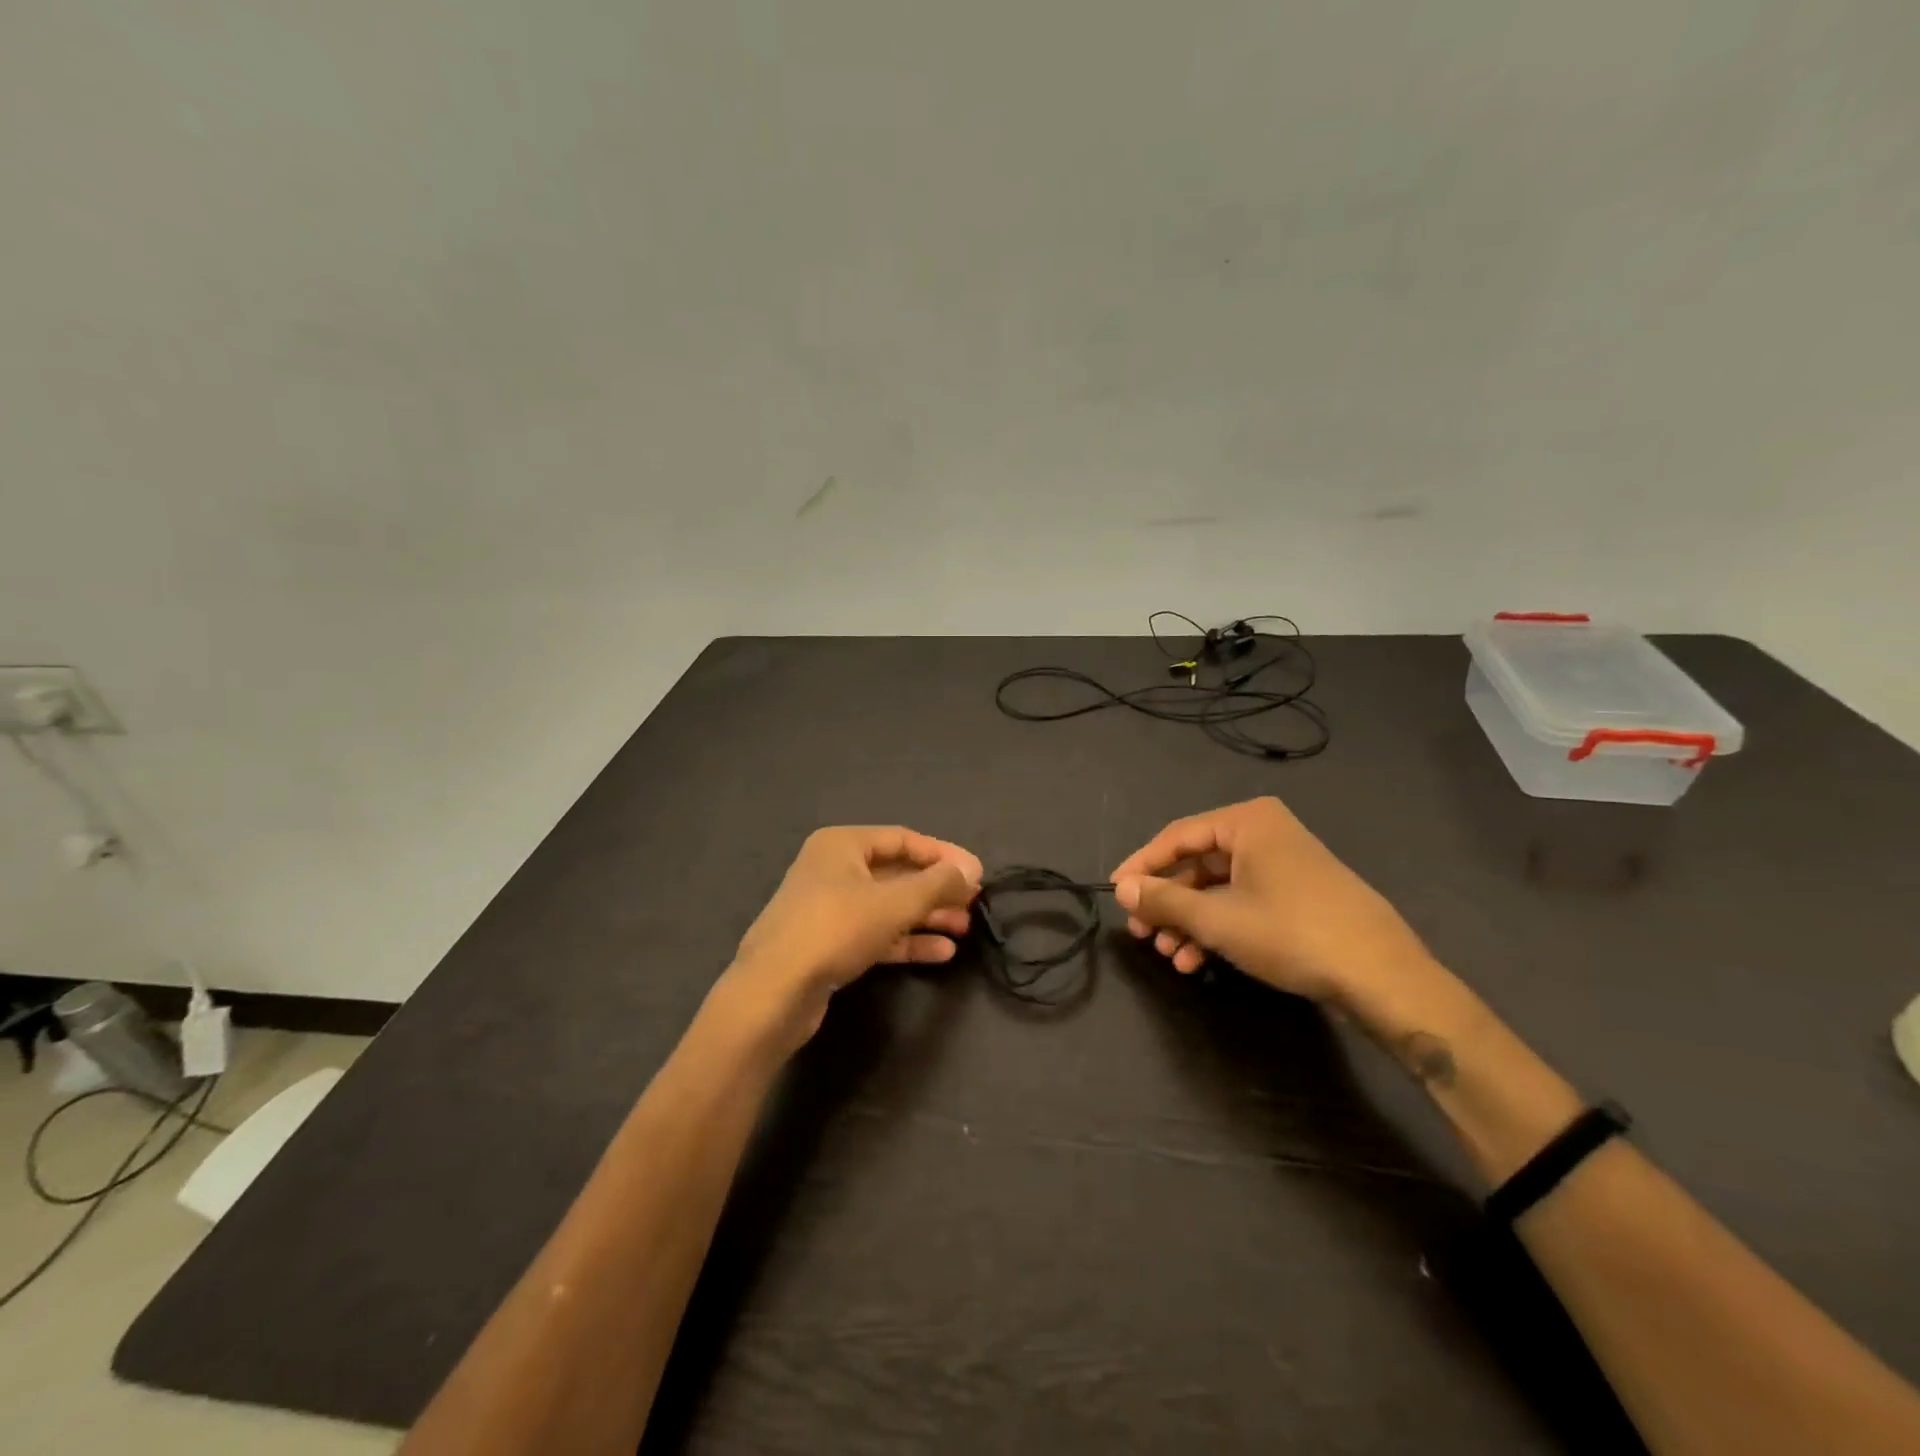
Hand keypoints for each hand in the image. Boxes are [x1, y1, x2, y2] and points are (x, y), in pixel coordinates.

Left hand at [721, 826, 981, 1048]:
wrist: (774, 991)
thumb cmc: (836, 929)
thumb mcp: (894, 902)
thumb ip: (937, 883)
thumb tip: (970, 869)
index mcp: (843, 844)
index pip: (904, 839)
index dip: (943, 854)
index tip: (976, 873)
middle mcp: (834, 869)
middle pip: (897, 873)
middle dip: (936, 889)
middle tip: (973, 903)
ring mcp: (829, 907)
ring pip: (888, 905)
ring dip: (926, 916)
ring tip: (963, 929)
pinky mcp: (829, 943)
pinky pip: (876, 933)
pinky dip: (906, 939)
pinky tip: (941, 952)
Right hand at [1111, 797, 1432, 1004]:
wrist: (1383, 976)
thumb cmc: (1291, 933)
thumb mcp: (1217, 918)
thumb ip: (1164, 900)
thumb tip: (1121, 888)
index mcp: (1246, 822)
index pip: (1177, 836)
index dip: (1141, 866)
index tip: (1115, 893)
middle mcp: (1265, 833)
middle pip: (1197, 863)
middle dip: (1168, 902)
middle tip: (1141, 933)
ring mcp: (1284, 864)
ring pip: (1219, 887)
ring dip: (1190, 921)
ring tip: (1170, 956)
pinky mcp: (1298, 894)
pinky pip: (1243, 901)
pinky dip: (1218, 927)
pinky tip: (1199, 960)